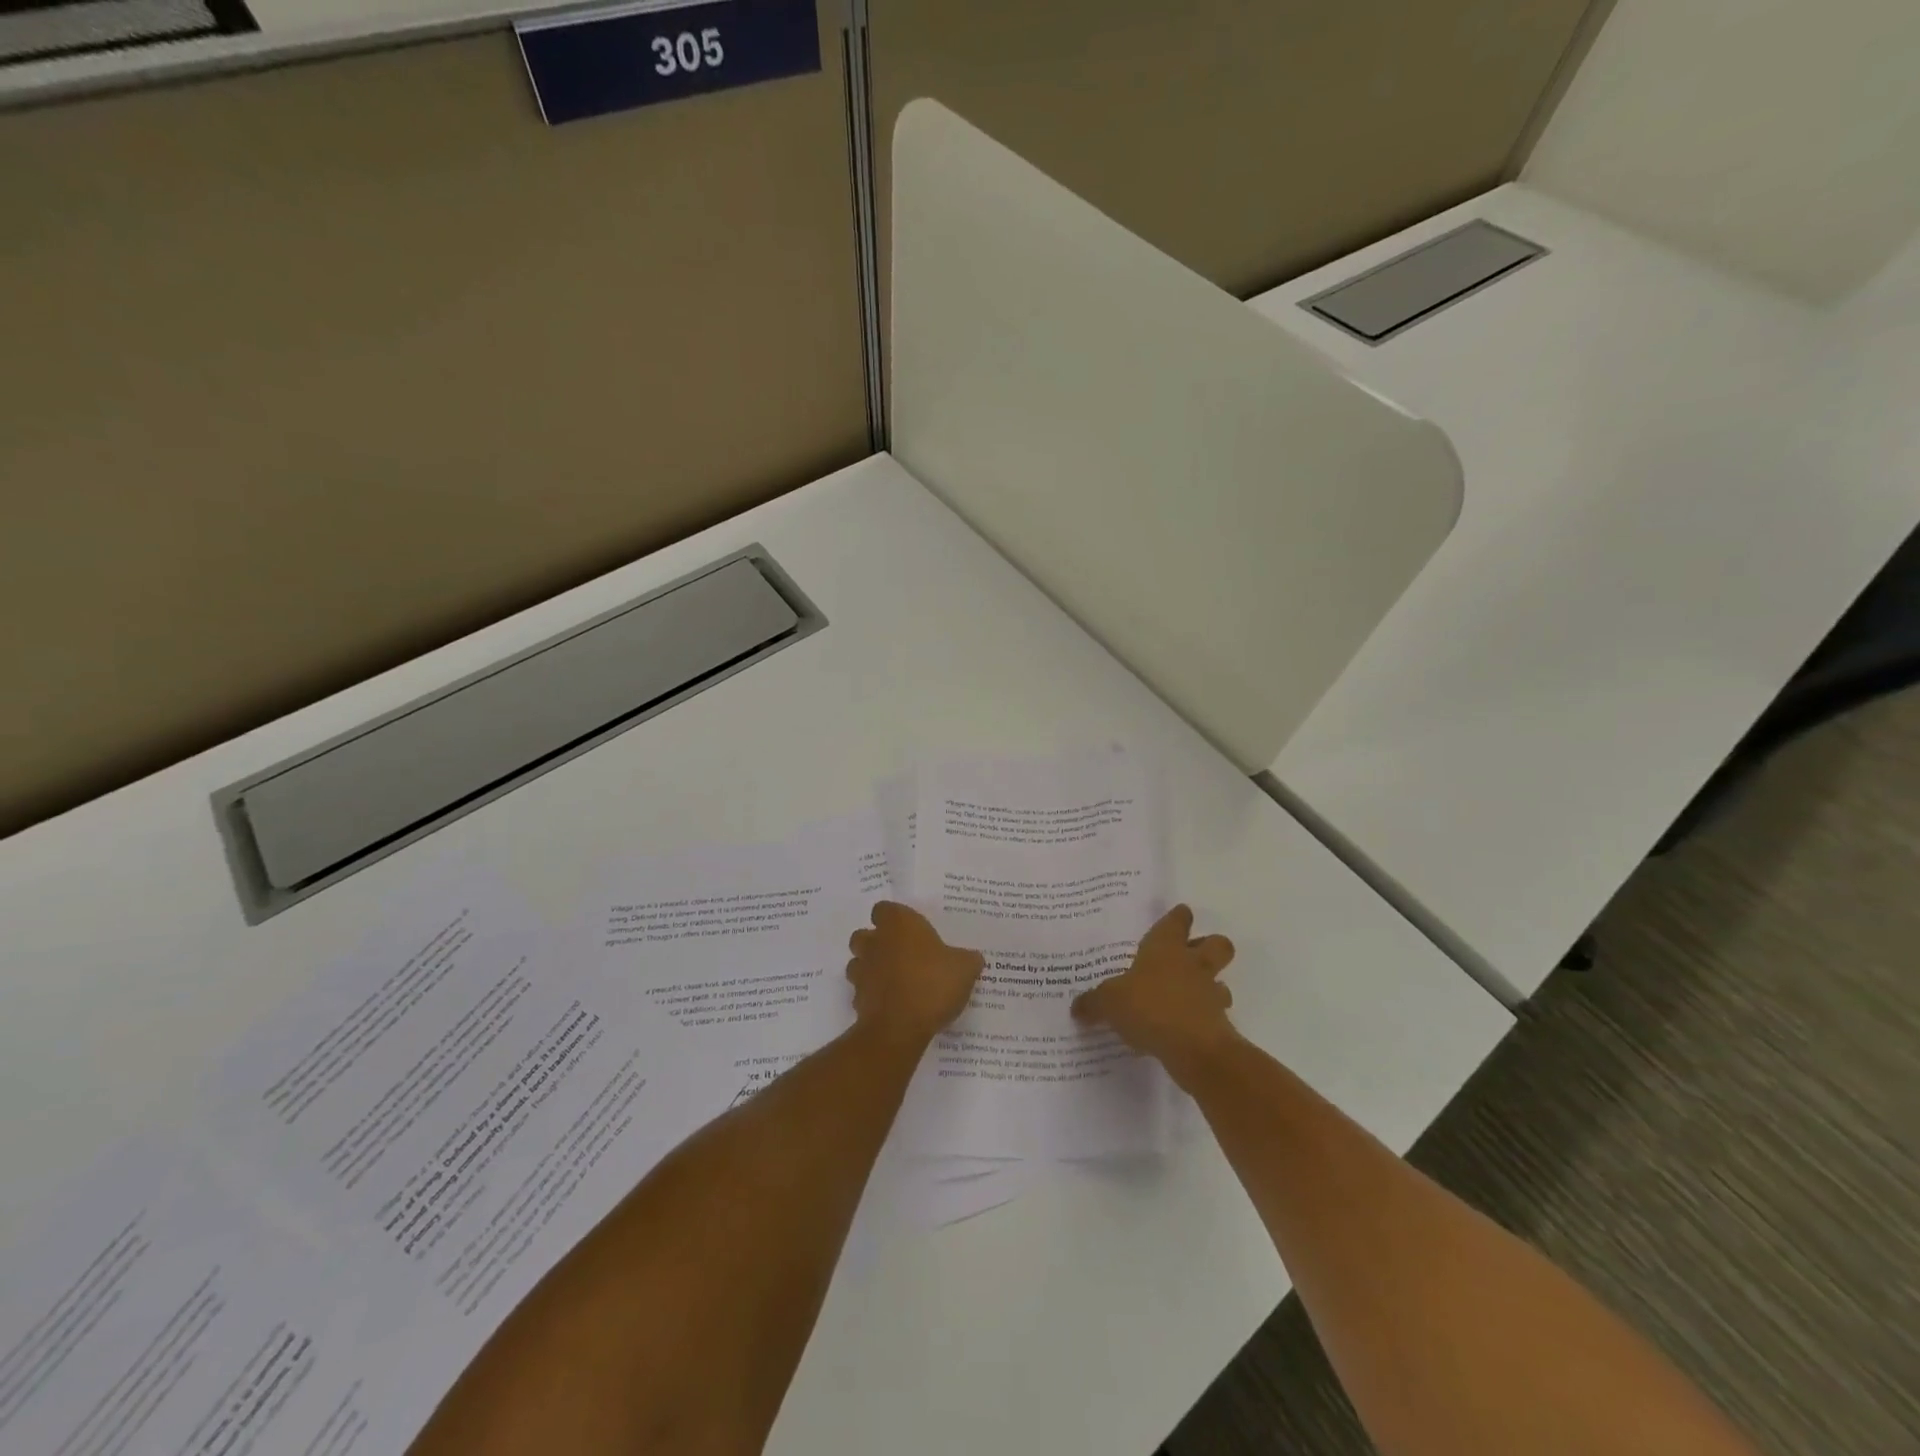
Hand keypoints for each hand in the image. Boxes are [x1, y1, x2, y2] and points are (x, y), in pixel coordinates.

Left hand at [846, 902, 984, 1046]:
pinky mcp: (857, 1001)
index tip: (910, 930)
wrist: (900, 1028)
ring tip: (895, 981)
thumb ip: (967, 959)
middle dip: (877, 943)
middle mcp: (875, 943)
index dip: (894, 918)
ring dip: (871, 969)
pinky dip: (873, 997)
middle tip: (901, 955)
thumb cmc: (932, 984)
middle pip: (864, 935)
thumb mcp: (964, 969)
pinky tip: (893, 1006)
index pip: (884, 909)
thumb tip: (972, 958)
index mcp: (898, 925)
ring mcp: (862, 972)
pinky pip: (862, 993)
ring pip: (858, 963)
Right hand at [1071, 905, 1237, 1079]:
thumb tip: (1077, 1007)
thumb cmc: (1149, 1007)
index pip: (1178, 921)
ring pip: (1221, 981)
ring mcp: (1210, 994)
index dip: (1179, 917)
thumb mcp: (1109, 1002)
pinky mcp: (1220, 1024)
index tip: (1180, 915)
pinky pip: (1216, 1016)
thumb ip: (1094, 1003)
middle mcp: (1192, 964)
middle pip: (1217, 944)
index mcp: (1165, 948)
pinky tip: (1186, 1031)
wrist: (1193, 1048)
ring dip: (1212, 987)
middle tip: (1192, 956)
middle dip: (1210, 946)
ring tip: (1191, 998)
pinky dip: (1206, 1021)